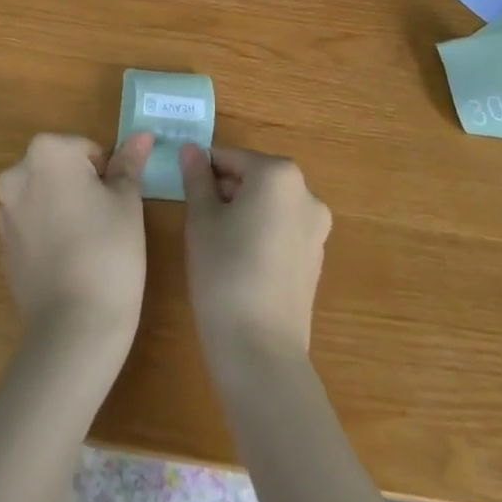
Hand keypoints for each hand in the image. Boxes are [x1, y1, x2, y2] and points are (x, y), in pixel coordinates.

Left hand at [0, 132, 152, 349]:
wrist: (73, 328)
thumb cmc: (108, 251)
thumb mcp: (127, 201)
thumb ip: (129, 163)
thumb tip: (142, 135)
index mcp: (47, 152)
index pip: (87, 149)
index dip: (108, 175)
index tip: (117, 204)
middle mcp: (16, 174)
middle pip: (61, 169)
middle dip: (83, 188)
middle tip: (107, 223)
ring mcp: (3, 213)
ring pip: (45, 197)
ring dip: (64, 209)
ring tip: (89, 246)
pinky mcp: (2, 248)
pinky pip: (32, 227)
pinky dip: (49, 235)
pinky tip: (69, 263)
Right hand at [180, 145, 331, 376]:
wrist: (260, 351)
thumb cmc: (224, 272)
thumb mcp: (201, 219)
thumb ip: (196, 178)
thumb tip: (190, 149)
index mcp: (279, 175)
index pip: (231, 158)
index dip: (204, 170)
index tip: (184, 188)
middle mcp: (306, 193)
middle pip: (254, 178)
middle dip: (225, 190)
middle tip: (196, 216)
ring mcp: (316, 228)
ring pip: (269, 204)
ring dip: (243, 211)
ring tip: (215, 241)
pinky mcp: (316, 258)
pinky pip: (282, 229)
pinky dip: (260, 233)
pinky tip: (238, 261)